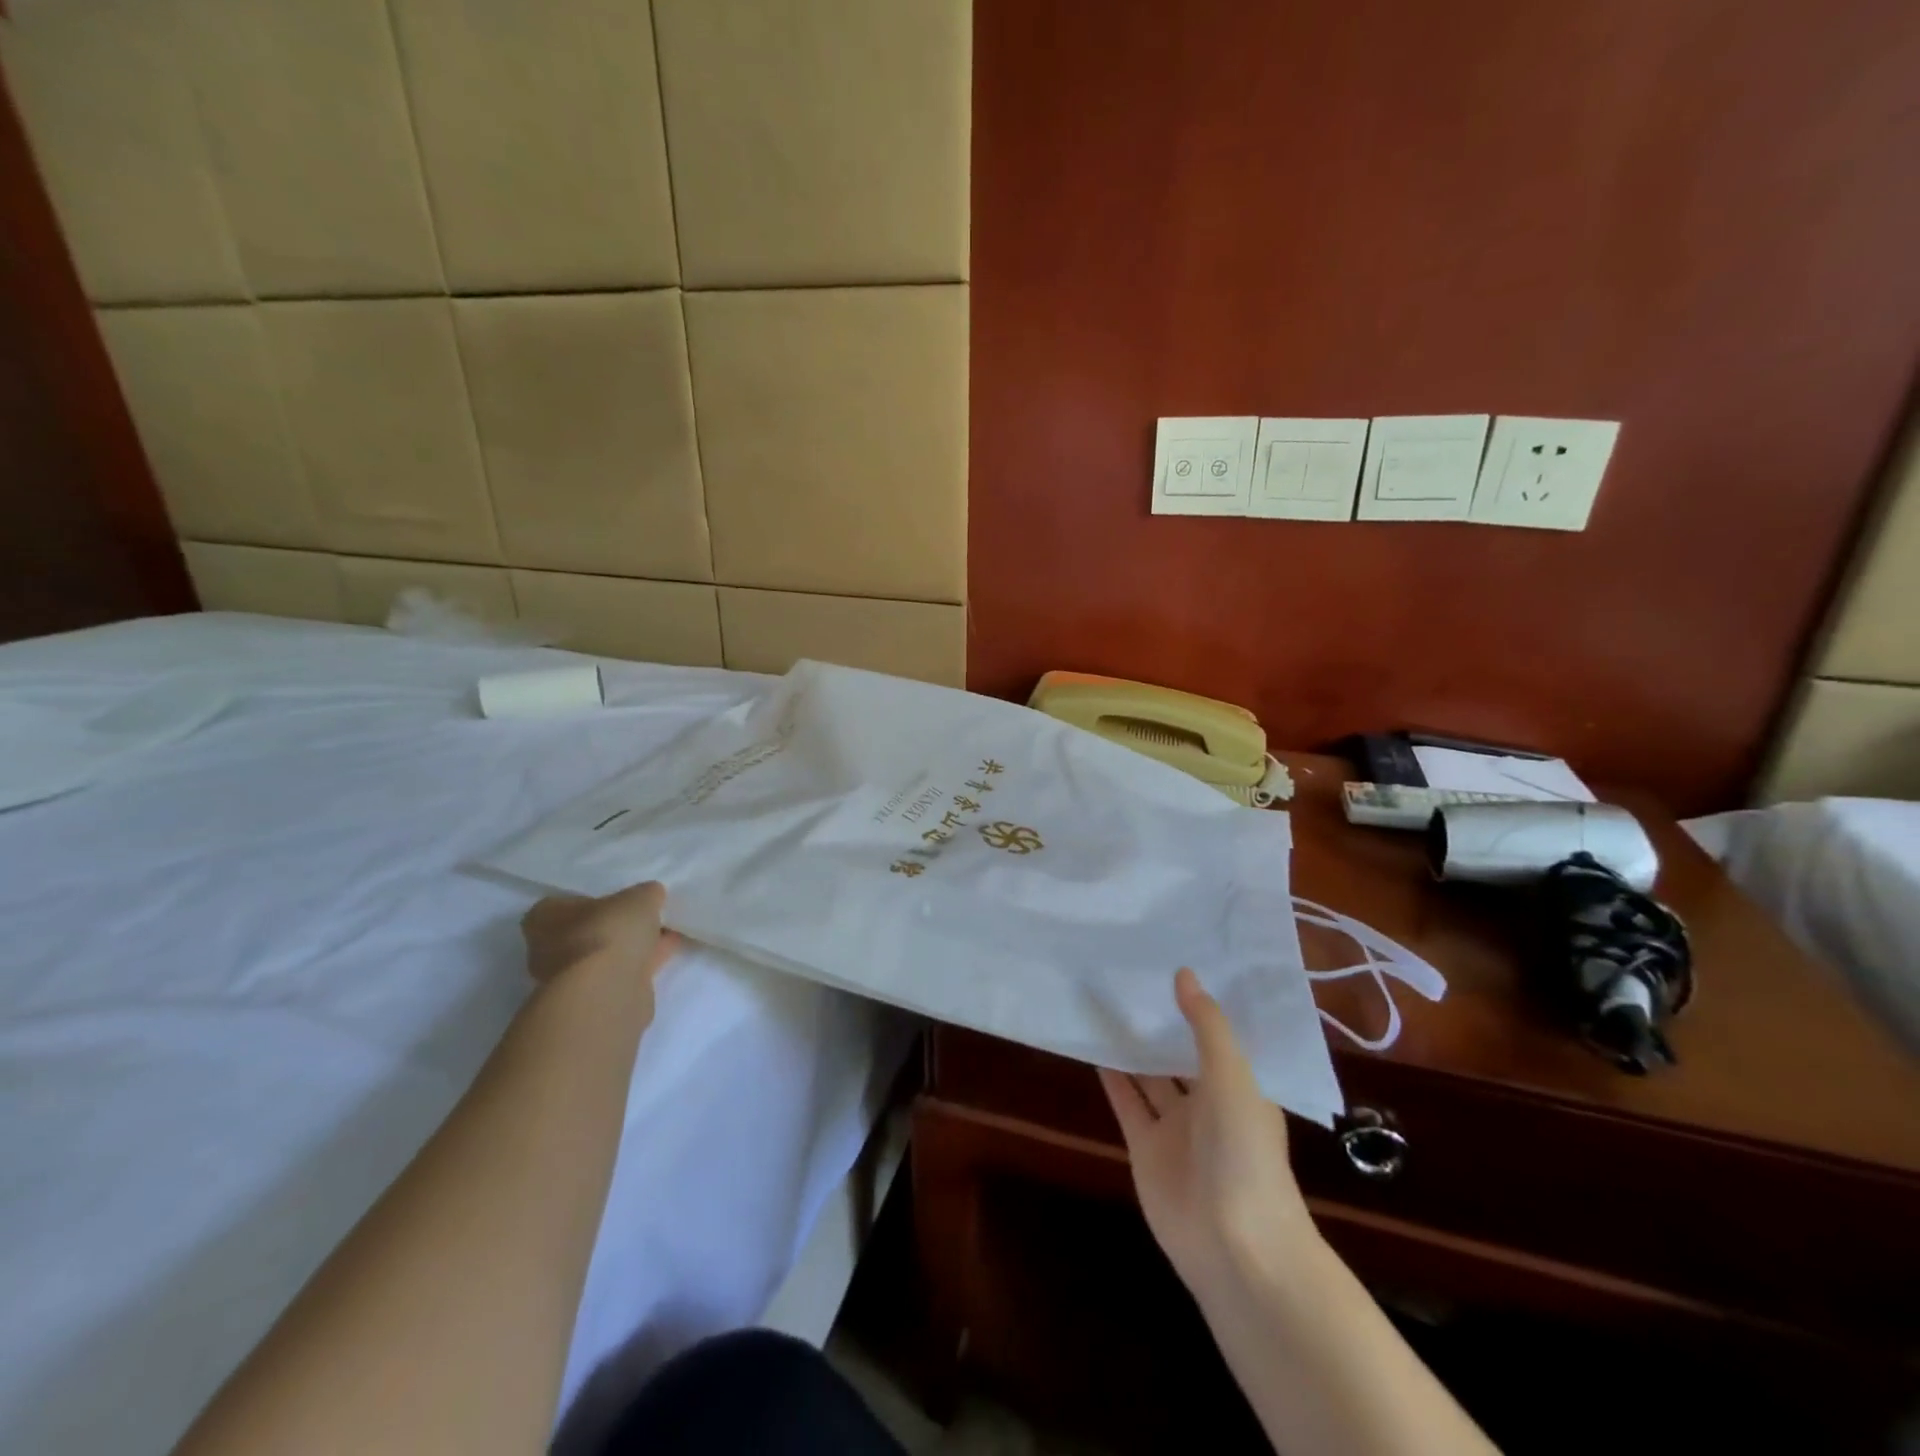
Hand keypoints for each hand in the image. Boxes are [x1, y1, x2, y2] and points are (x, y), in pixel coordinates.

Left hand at [520, 881, 679, 988]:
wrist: (607, 991)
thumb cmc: (609, 932)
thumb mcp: (639, 897)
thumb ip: (645, 894)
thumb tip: (651, 895)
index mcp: (544, 917)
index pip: (565, 903)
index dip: (595, 899)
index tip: (621, 899)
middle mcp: (547, 948)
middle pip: (587, 931)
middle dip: (615, 926)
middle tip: (645, 916)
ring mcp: (568, 978)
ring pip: (604, 954)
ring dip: (631, 946)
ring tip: (666, 933)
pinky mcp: (591, 998)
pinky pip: (619, 973)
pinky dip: (640, 963)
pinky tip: (666, 952)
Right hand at [1099, 968, 1317, 1298]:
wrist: (1234, 1245)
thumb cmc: (1245, 1153)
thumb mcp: (1233, 1078)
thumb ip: (1207, 1026)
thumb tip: (1183, 973)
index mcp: (1242, 1087)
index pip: (1220, 1037)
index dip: (1200, 1004)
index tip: (1176, 961)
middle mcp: (1210, 1104)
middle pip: (1180, 1053)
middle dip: (1161, 1022)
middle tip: (1131, 973)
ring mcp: (1176, 1128)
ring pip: (1150, 1076)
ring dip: (1132, 1046)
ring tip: (1105, 1001)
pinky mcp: (1146, 1148)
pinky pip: (1127, 1103)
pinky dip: (1111, 1077)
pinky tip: (1093, 1045)